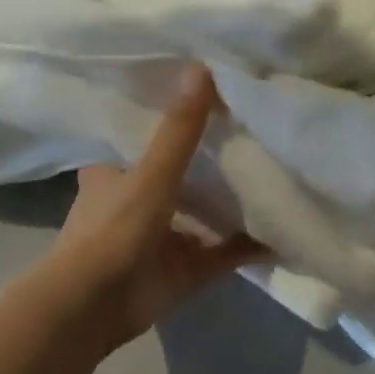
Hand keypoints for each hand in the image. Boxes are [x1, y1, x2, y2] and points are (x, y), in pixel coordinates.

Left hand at [54, 63, 262, 349]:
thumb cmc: (113, 229)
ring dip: (231, 203)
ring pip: (203, 215)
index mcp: (115, 171)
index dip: (173, 117)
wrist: (92, 306)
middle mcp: (137, 201)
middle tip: (255, 129)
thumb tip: (202, 66)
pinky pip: (222, 253)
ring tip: (274, 173)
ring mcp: (162, 238)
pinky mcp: (183, 270)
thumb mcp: (150, 172)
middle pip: (180, 174)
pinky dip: (248, 245)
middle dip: (211, 160)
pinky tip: (282, 231)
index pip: (145, 134)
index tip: (211, 95)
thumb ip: (180, 129)